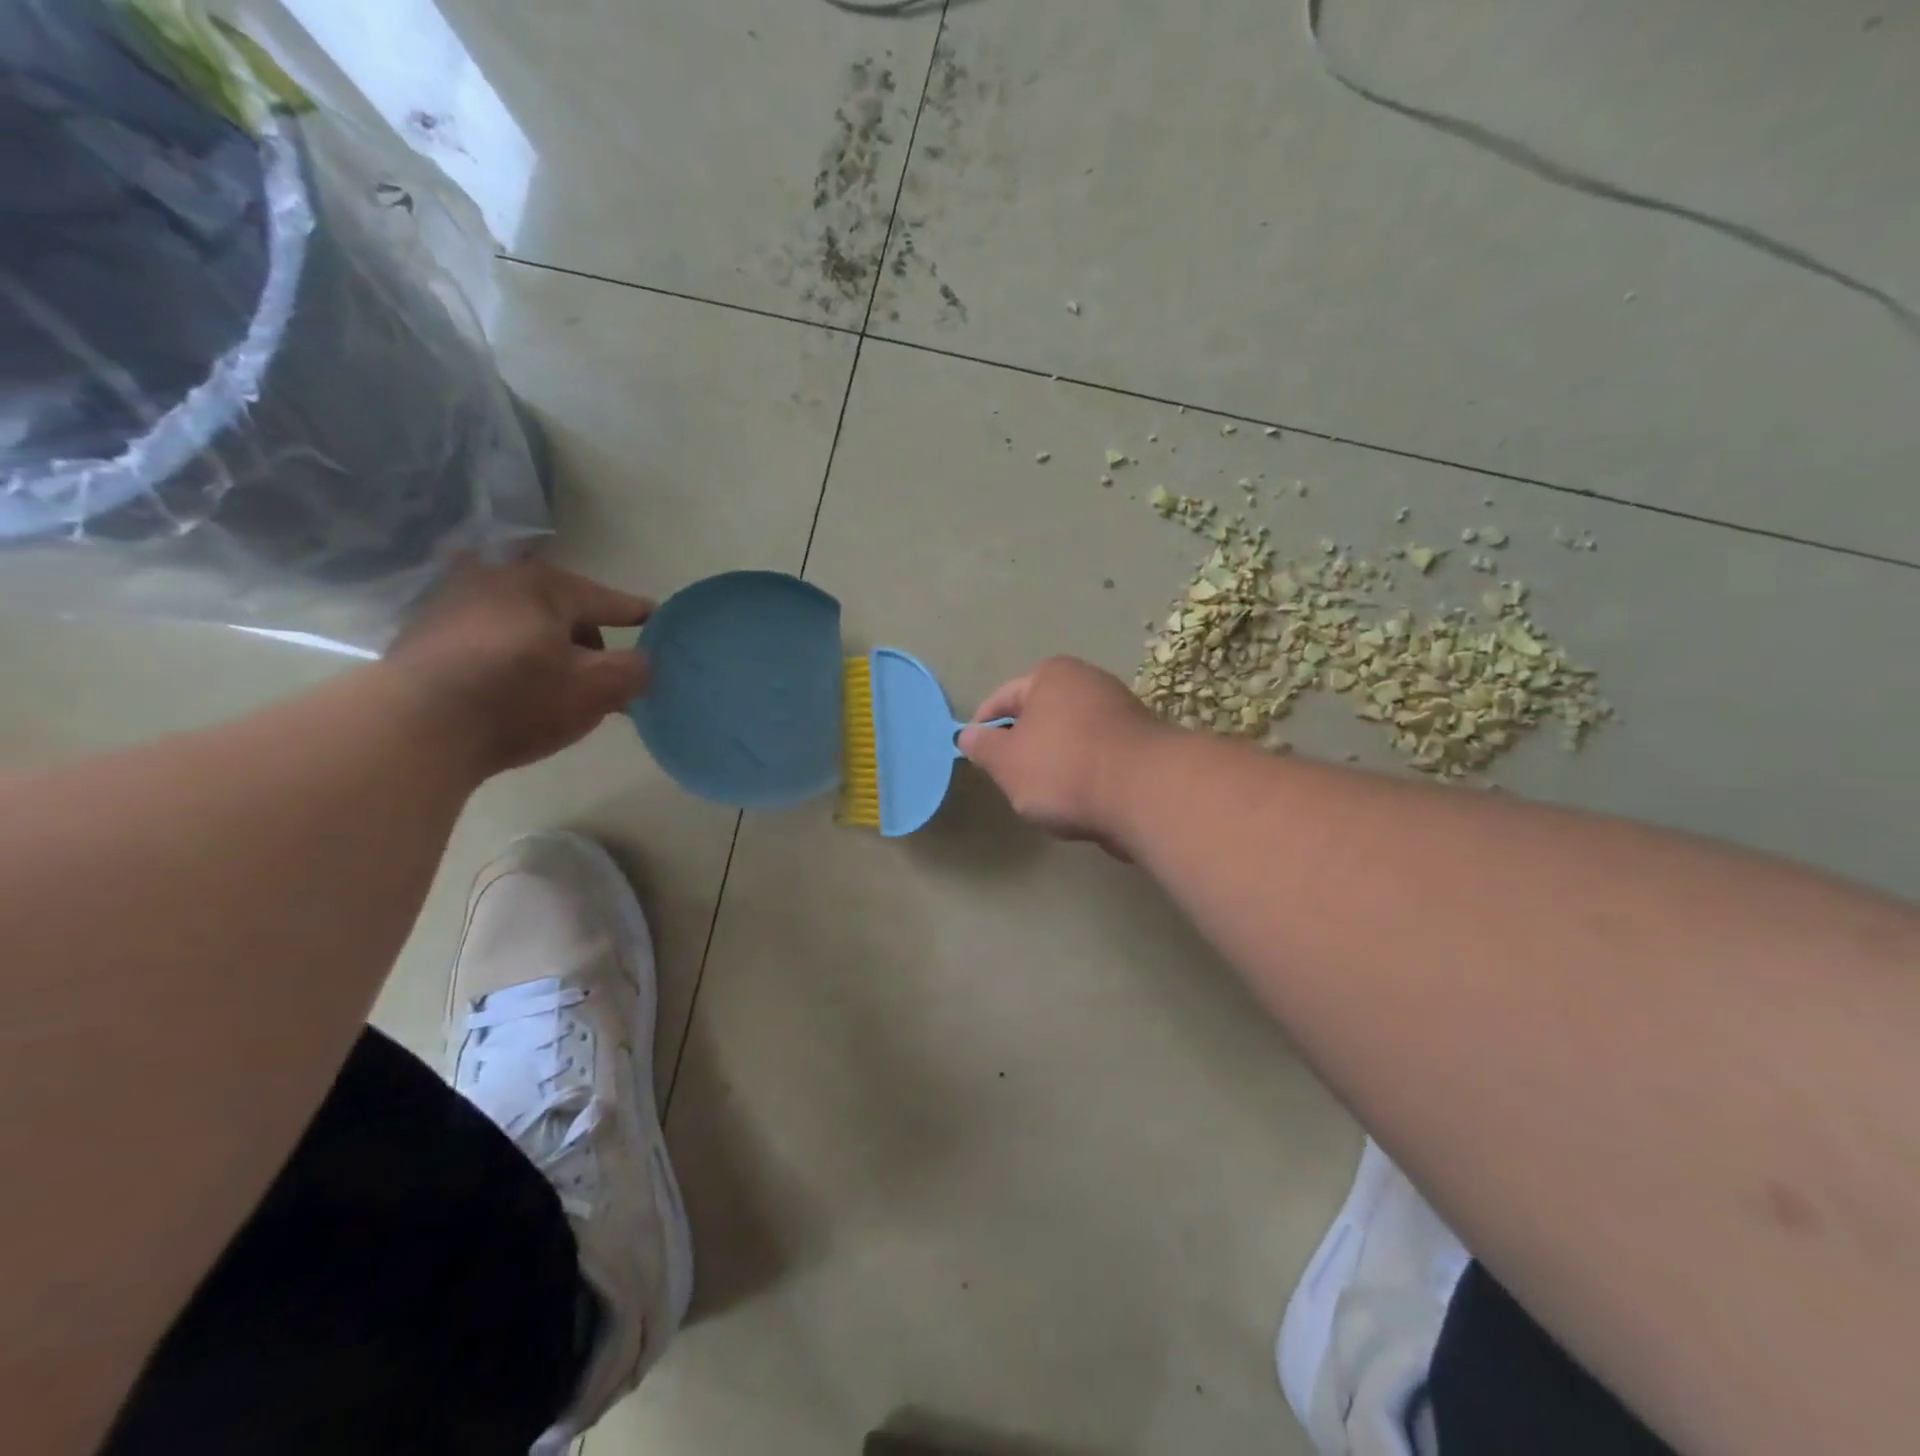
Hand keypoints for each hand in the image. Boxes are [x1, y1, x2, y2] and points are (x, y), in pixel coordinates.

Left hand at [386, 557, 653, 773]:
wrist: (412, 727)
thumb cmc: (518, 698)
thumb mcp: (597, 689)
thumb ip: (634, 670)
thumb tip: (642, 661)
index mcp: (544, 584)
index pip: (609, 600)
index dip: (639, 614)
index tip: (659, 620)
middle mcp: (496, 579)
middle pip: (564, 611)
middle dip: (588, 640)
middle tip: (603, 677)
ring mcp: (453, 603)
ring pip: (525, 625)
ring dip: (548, 650)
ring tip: (557, 688)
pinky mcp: (423, 635)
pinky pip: (490, 641)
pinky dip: (511, 658)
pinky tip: (514, 691)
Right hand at [957, 656, 1166, 851]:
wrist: (1145, 792)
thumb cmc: (1063, 768)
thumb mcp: (1006, 762)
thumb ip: (982, 747)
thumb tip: (966, 735)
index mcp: (1051, 675)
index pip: (1003, 697)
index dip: (983, 726)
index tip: (973, 753)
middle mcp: (1088, 681)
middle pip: (1040, 716)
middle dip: (1022, 746)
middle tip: (1008, 779)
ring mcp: (1121, 710)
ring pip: (1070, 737)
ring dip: (1055, 763)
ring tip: (1046, 797)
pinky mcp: (1142, 743)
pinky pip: (1097, 756)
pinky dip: (1084, 774)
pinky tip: (1081, 800)